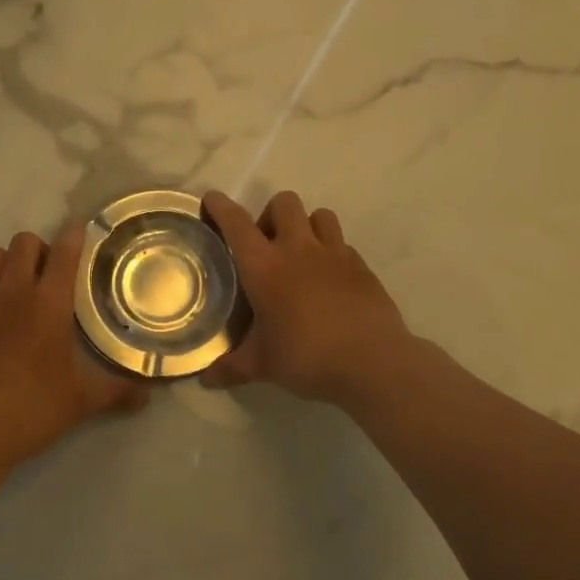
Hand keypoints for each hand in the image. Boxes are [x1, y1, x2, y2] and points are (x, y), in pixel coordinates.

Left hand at [0, 221, 148, 469]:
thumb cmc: (31, 409)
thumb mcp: (81, 401)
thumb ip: (117, 392)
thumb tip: (148, 396)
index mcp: (49, 303)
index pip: (65, 251)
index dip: (74, 233)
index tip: (79, 228)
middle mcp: (13, 291)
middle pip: (24, 242)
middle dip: (40, 248)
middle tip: (49, 275)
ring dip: (9, 263)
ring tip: (17, 289)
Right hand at [200, 190, 414, 406]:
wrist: (374, 363)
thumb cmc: (307, 357)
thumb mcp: (263, 365)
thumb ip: (231, 367)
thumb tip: (205, 380)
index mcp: (264, 266)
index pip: (236, 223)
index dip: (220, 206)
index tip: (211, 199)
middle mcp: (298, 249)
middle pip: (284, 203)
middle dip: (271, 214)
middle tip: (266, 244)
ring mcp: (334, 254)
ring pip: (319, 214)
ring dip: (306, 226)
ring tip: (301, 254)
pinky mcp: (362, 266)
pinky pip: (342, 244)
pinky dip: (331, 252)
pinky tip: (329, 279)